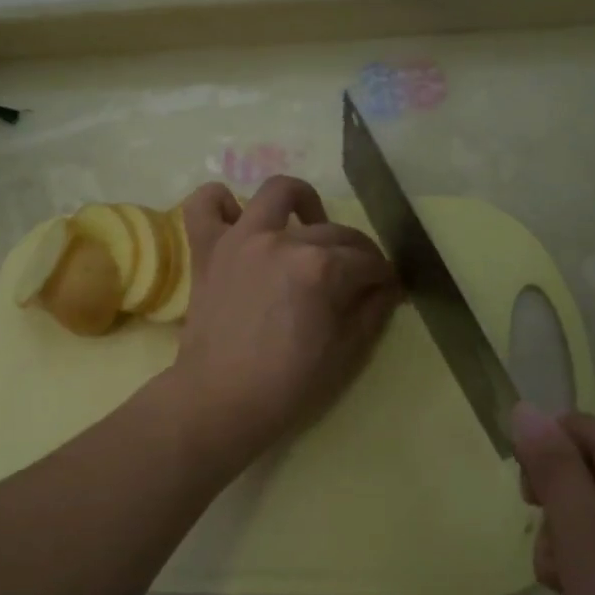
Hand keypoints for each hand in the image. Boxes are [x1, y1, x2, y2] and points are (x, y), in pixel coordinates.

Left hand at [167, 178, 398, 470]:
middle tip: (355, 278)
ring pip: (277, 192)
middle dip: (355, 252)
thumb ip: (372, 311)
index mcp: (321, 269)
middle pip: (332, 232)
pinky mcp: (208, 250)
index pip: (366, 261)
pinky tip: (238, 218)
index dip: (383, 276)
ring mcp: (241, 240)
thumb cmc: (288, 386)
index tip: (386, 288)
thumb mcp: (346, 354)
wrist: (220, 402)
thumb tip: (388, 286)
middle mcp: (282, 241)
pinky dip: (221, 203)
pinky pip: (205, 205)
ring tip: (306, 227)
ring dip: (300, 201)